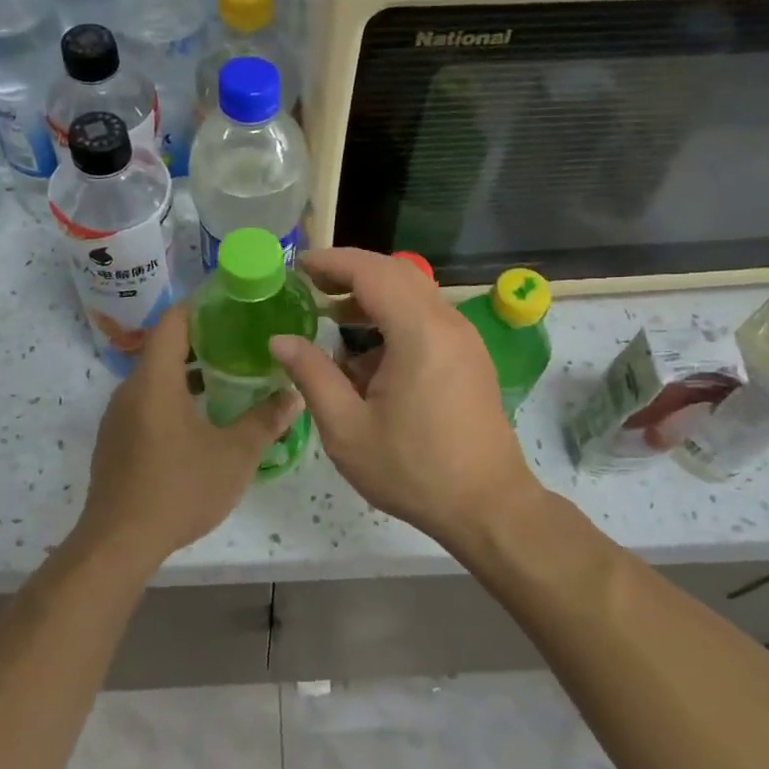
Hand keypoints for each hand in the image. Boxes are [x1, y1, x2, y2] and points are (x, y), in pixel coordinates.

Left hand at [74, 300, 303, 567]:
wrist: (119, 543)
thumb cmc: (179, 489)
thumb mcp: (234, 455)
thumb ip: (266, 421)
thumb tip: (295, 396)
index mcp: (155, 380)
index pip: (174, 321)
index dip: (202, 306)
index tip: (233, 304)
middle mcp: (130, 390)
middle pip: (165, 347)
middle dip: (203, 340)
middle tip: (243, 342)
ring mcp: (118, 417)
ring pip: (155, 378)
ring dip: (188, 372)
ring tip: (228, 377)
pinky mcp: (115, 441)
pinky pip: (146, 402)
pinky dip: (173, 396)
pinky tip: (200, 418)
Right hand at [269, 248, 543, 550]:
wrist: (488, 506)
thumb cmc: (413, 470)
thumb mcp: (348, 429)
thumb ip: (312, 376)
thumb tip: (281, 340)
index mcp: (419, 332)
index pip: (372, 271)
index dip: (331, 262)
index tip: (297, 266)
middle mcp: (448, 323)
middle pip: (396, 273)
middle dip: (350, 272)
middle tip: (310, 285)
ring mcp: (464, 338)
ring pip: (414, 294)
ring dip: (373, 296)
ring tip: (331, 316)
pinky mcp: (469, 356)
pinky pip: (427, 318)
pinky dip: (394, 318)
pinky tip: (367, 355)